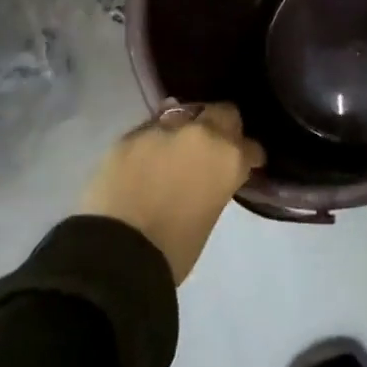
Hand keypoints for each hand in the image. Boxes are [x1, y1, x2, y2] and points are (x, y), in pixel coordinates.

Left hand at [79, 102, 264, 284]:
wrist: (116, 254)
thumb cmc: (173, 250)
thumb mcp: (209, 214)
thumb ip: (215, 184)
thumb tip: (208, 177)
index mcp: (229, 158)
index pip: (251, 147)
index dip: (248, 156)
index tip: (246, 164)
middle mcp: (202, 134)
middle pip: (222, 113)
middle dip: (222, 126)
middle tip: (213, 146)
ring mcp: (164, 129)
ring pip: (183, 114)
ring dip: (184, 129)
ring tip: (174, 149)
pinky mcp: (130, 135)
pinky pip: (150, 129)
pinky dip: (153, 141)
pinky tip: (146, 157)